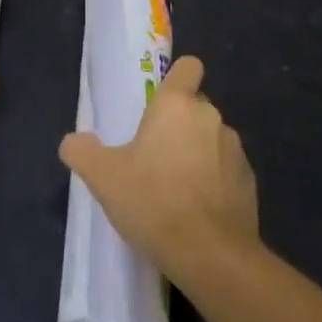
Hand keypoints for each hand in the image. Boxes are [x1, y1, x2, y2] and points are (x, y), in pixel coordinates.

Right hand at [59, 55, 259, 288]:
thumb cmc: (154, 201)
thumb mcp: (104, 178)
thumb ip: (83, 152)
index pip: (188, 66)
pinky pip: (228, 171)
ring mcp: (235, 148)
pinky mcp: (249, 181)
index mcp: (177, 104)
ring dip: (198, 154)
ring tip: (176, 189)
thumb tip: (72, 141)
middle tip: (154, 156)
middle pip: (196, 107)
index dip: (177, 78)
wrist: (210, 254)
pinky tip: (198, 212)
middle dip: (179, 125)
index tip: (161, 101)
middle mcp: (210, 116)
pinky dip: (215, 182)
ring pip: (212, 139)